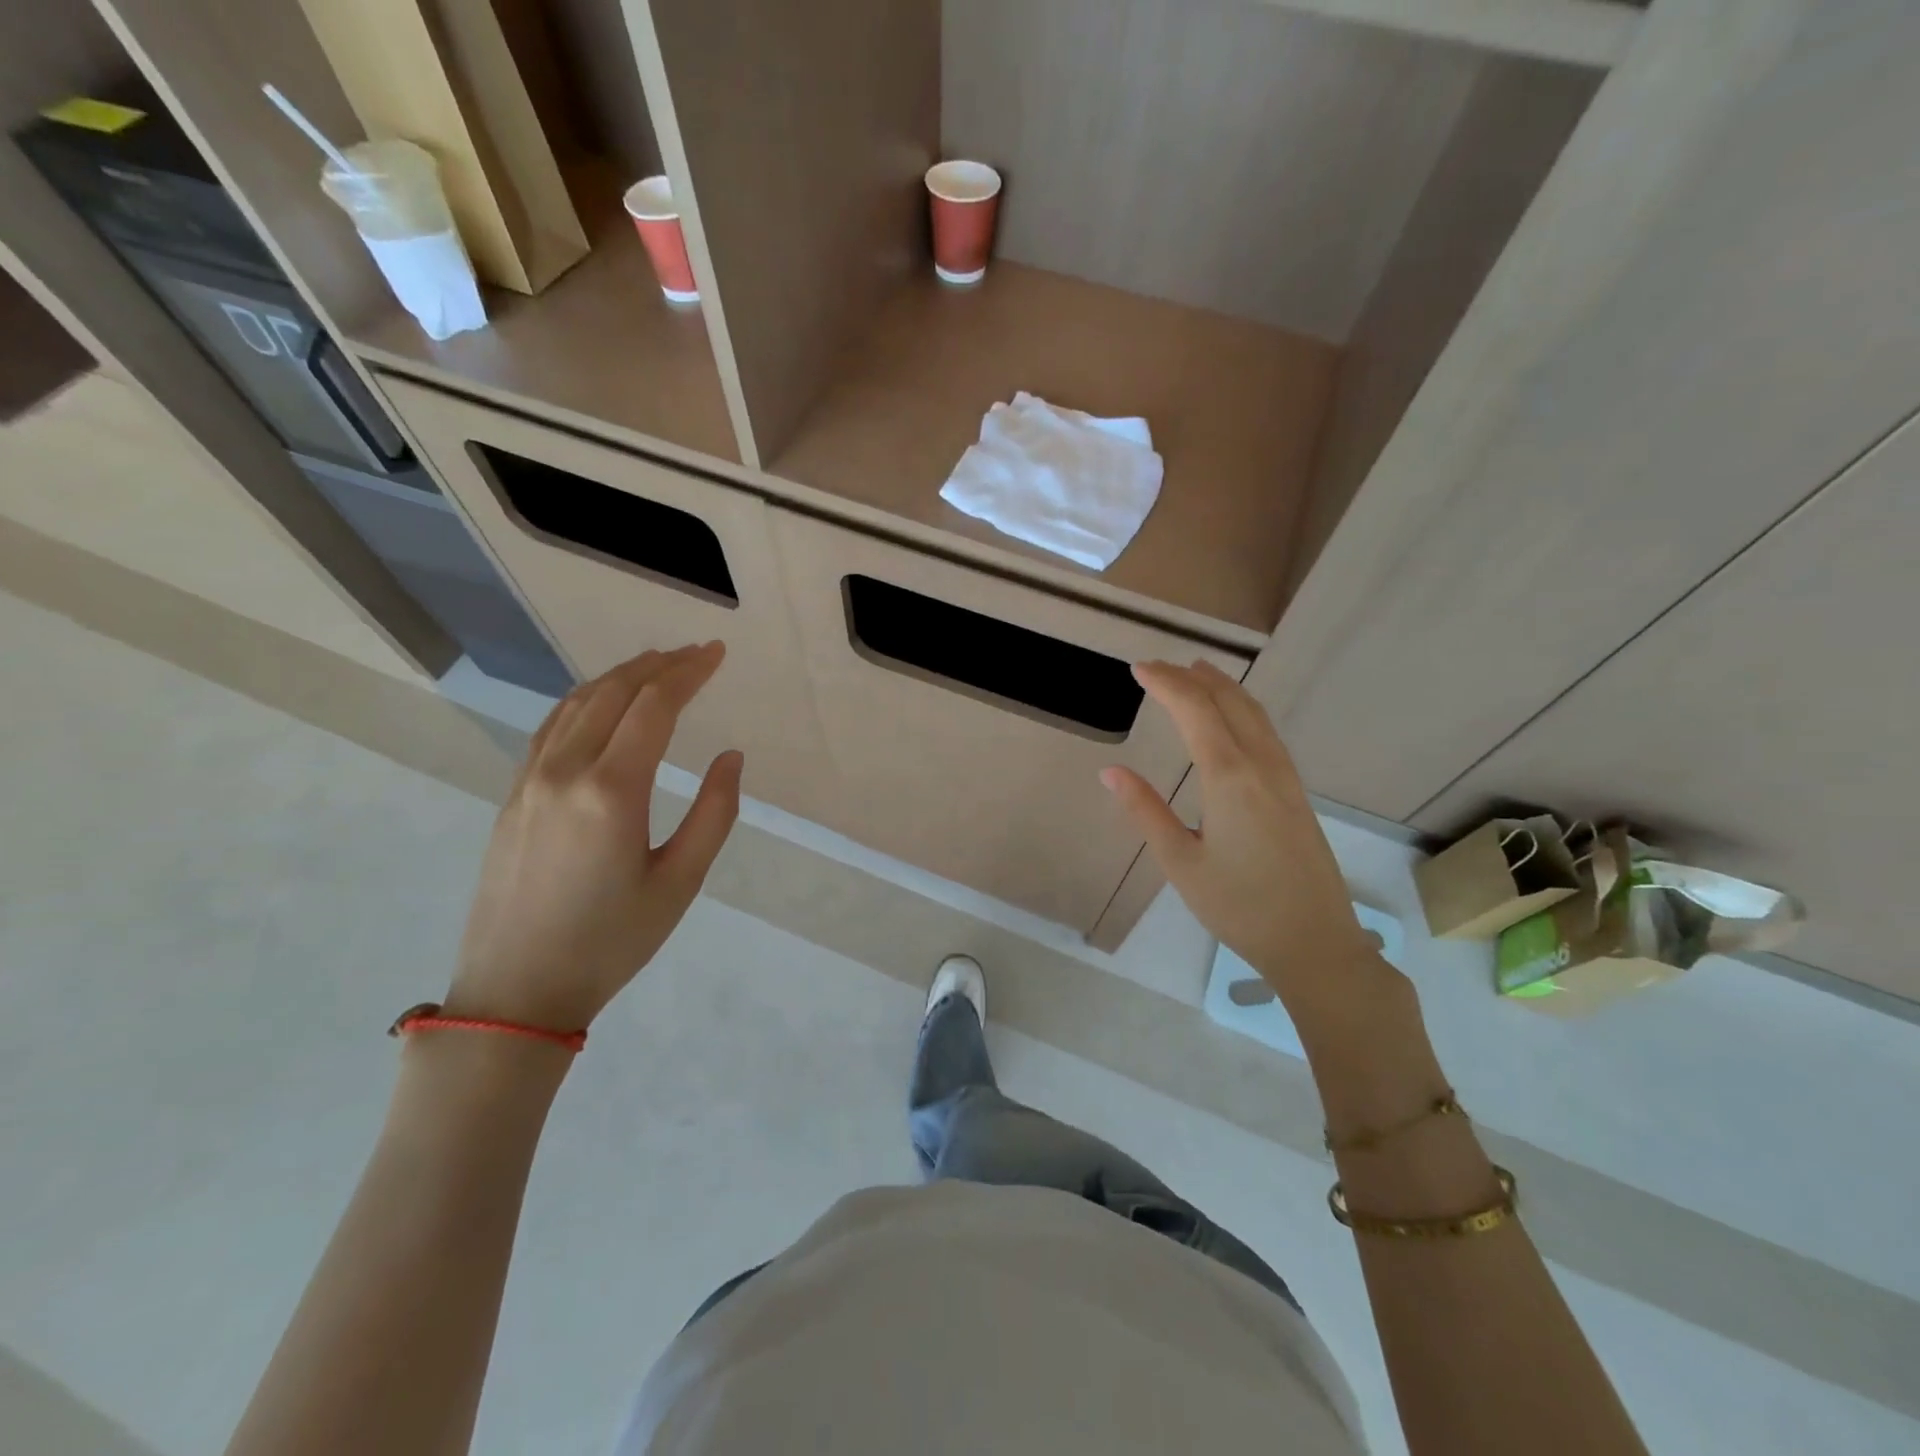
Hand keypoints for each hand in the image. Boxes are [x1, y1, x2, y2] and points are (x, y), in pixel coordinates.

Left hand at [446, 642, 741, 1030]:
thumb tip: (730, 757)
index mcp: (612, 791)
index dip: (689, 673)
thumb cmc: (611, 942)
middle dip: (658, 665)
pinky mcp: (513, 796)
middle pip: (613, 693)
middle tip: (694, 654)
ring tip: (655, 665)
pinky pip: (552, 727)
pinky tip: (601, 703)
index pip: (655, 706)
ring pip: (576, 704)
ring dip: (619, 677)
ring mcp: (530, 780)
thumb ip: (714, 814)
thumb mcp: (680, 883)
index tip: (717, 653)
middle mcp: (565, 771)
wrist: (516, 992)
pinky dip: (584, 700)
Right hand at [1102, 661, 1405, 1026]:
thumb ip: (1145, 811)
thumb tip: (1111, 772)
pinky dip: (1244, 710)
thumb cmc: (1239, 906)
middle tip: (1160, 667)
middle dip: (1193, 677)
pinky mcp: (1297, 793)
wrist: (1316, 942)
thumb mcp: (1180, 862)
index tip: (1138, 669)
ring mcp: (1286, 778)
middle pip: (1229, 702)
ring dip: (1223, 688)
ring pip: (1255, 714)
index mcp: (1229, 778)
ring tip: (1197, 674)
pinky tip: (1233, 720)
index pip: (1195, 711)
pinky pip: (1268, 733)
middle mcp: (1262, 765)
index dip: (1166, 683)